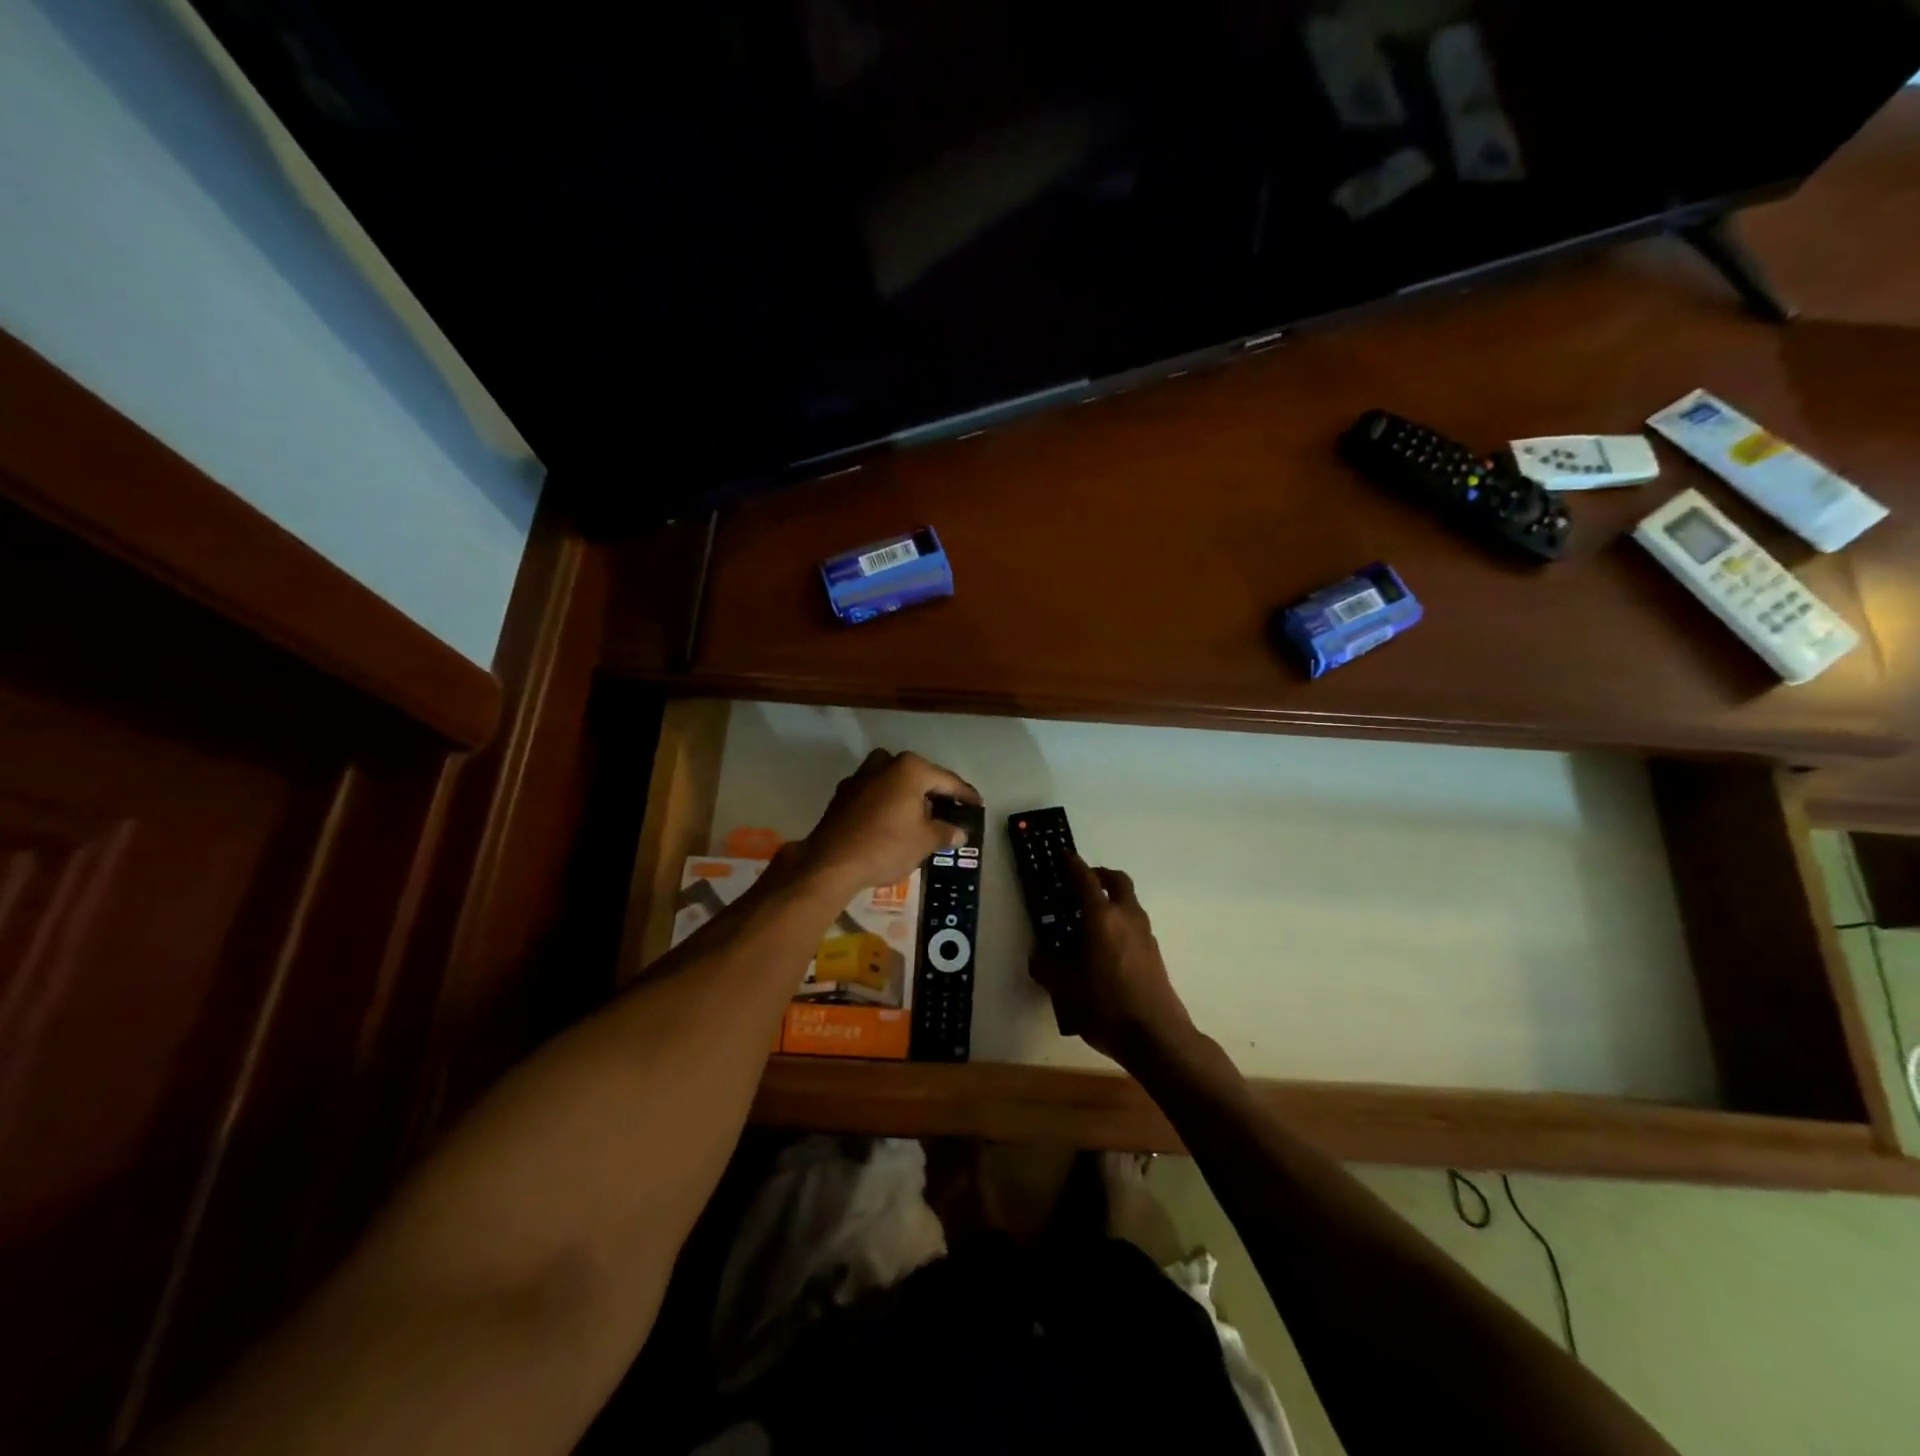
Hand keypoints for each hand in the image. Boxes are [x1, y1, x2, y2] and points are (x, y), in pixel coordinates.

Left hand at [795, 749, 977, 894]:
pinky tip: (892, 821)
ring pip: (893, 780)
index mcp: (910, 769)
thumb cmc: (886, 846)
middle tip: (950, 809)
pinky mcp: (843, 794)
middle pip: (918, 775)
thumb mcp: (925, 842)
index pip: (947, 780)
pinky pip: (874, 792)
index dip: (965, 794)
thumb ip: (945, 832)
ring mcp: (860, 777)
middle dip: (934, 792)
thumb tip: (959, 833)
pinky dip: (887, 802)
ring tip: (921, 815)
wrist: (832, 863)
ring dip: (908, 794)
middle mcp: (885, 764)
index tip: (977, 804)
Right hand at [1030, 855, 1194, 1066]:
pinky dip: (1119, 920)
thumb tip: (1039, 955)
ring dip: (1111, 898)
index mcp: (1101, 918)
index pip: (1085, 879)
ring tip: (1088, 917)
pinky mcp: (1154, 952)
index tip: (1062, 853)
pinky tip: (1104, 946)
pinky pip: (1134, 923)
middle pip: (1117, 881)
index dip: (1072, 863)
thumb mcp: (1064, 988)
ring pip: (1129, 902)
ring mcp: (1145, 934)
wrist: (1157, 1036)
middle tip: (1081, 881)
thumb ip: (1046, 966)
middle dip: (1099, 875)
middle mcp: (1126, 917)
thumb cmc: (1106, 1006)